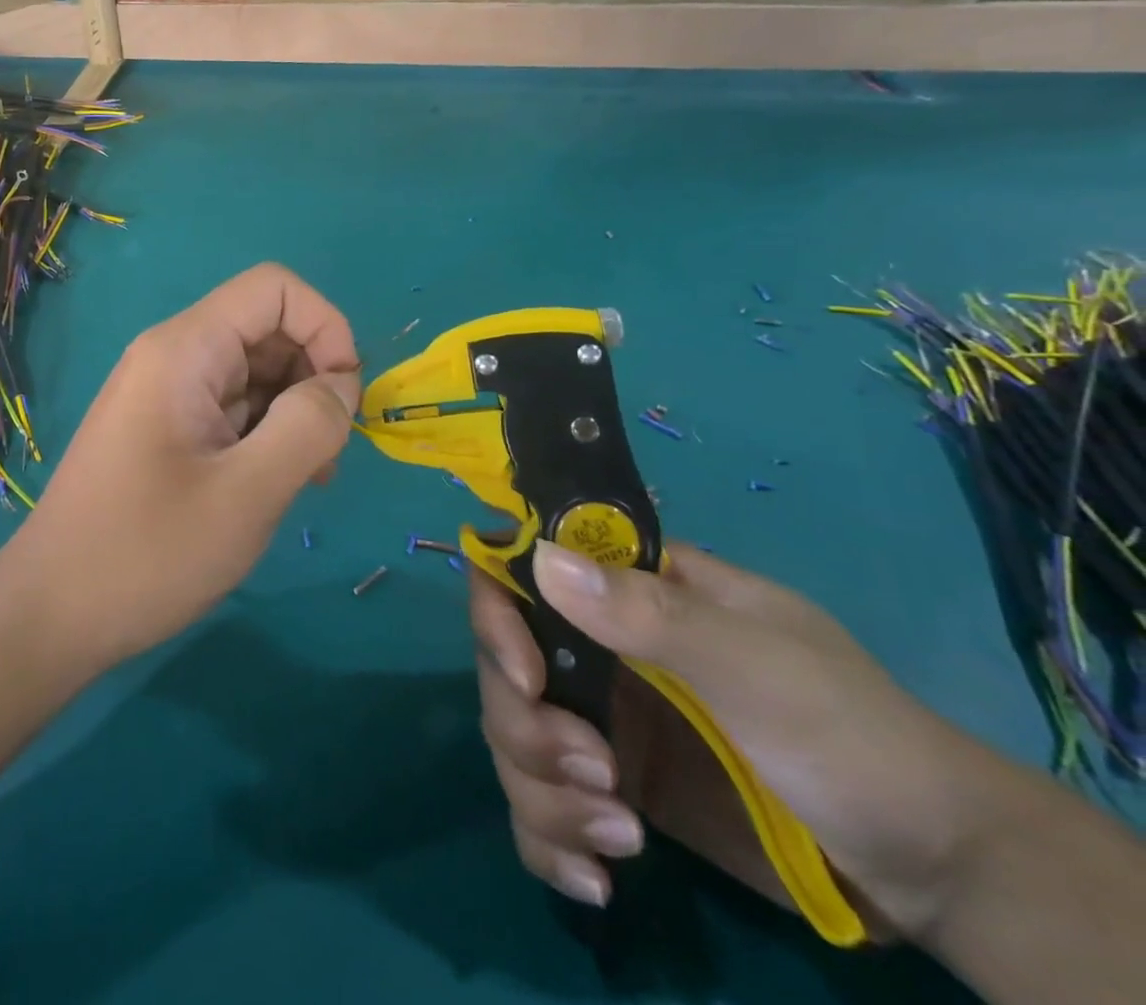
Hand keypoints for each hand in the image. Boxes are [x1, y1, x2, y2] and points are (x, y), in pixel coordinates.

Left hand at [7, 264, 359, 670]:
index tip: (345, 398)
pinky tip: (271, 487)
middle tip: (328, 455)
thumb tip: (342, 385)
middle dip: (314, 378)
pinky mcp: (165, 429)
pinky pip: (231, 409)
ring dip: (294, 414)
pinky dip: (265, 435)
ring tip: (305, 481)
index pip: (274, 289)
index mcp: (184, 349)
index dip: (326, 327)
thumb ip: (307, 427)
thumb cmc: (147, 553)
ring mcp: (166, 393)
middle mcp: (173, 356)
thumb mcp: (246, 494)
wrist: (51, 613)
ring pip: (254, 373)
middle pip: (267, 330)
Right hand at [471, 541, 1002, 941]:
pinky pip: (540, 803)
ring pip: (512, 737)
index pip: (524, 572)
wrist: (939, 874)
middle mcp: (600, 648)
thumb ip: (650, 614)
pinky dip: (548, 840)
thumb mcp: (758, 668)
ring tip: (620, 837)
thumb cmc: (854, 738)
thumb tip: (542, 560)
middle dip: (529, 726)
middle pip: (503, 665)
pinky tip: (596, 879)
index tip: (526, 677)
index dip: (500, 612)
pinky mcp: (611, 789)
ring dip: (543, 792)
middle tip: (599, 775)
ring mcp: (603, 720)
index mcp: (630, 594)